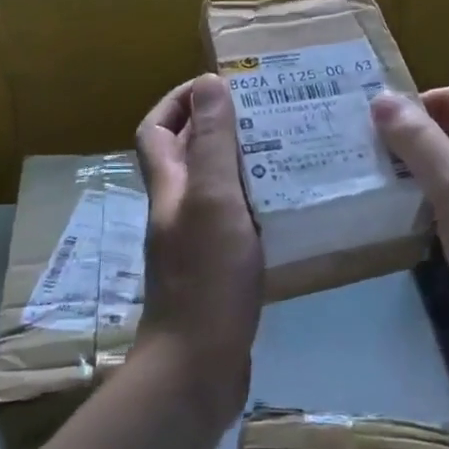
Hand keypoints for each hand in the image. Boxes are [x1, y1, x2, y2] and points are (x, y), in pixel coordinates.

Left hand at [134, 74, 263, 426]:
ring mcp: (196, 242)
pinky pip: (237, 221)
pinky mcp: (219, 269)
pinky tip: (292, 206)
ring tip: (289, 150)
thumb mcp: (213, 199)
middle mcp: (177, 209)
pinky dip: (258, 205)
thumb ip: (211, 143)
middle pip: (186, 154)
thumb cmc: (206, 277)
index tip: (219, 85)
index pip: (156, 129)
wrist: (199, 366)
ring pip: (215, 188)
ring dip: (244, 165)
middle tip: (267, 114)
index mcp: (169, 187)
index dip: (178, 101)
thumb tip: (208, 82)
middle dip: (219, 127)